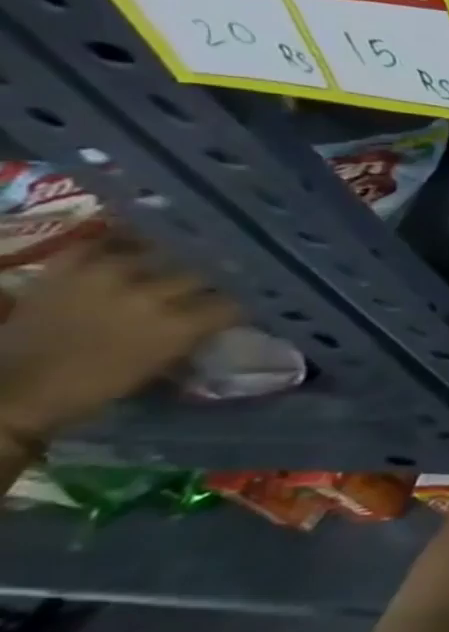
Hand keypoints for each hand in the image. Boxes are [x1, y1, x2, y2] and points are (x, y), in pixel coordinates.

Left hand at [0, 237, 241, 442]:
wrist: (14, 391)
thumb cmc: (95, 387)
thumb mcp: (160, 365)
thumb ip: (192, 336)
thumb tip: (220, 318)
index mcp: (178, 327)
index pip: (231, 304)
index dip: (240, 304)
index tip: (243, 305)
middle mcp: (149, 296)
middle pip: (198, 275)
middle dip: (208, 281)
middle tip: (210, 284)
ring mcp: (104, 278)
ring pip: (155, 254)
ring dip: (167, 260)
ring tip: (173, 260)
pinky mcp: (66, 271)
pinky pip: (96, 243)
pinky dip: (114, 240)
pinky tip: (129, 243)